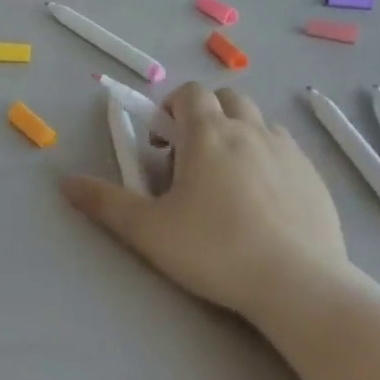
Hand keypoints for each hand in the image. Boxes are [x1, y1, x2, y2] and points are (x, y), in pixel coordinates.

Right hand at [62, 84, 347, 322]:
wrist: (300, 286)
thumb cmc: (216, 251)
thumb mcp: (149, 230)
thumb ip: (105, 203)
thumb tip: (65, 182)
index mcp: (209, 134)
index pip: (190, 93)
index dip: (172, 109)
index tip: (163, 144)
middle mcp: (251, 130)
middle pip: (227, 98)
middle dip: (206, 116)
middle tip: (193, 159)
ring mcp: (288, 151)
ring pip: (259, 122)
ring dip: (239, 134)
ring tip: (228, 180)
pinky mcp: (314, 177)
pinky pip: (286, 151)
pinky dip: (268, 159)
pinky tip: (264, 202)